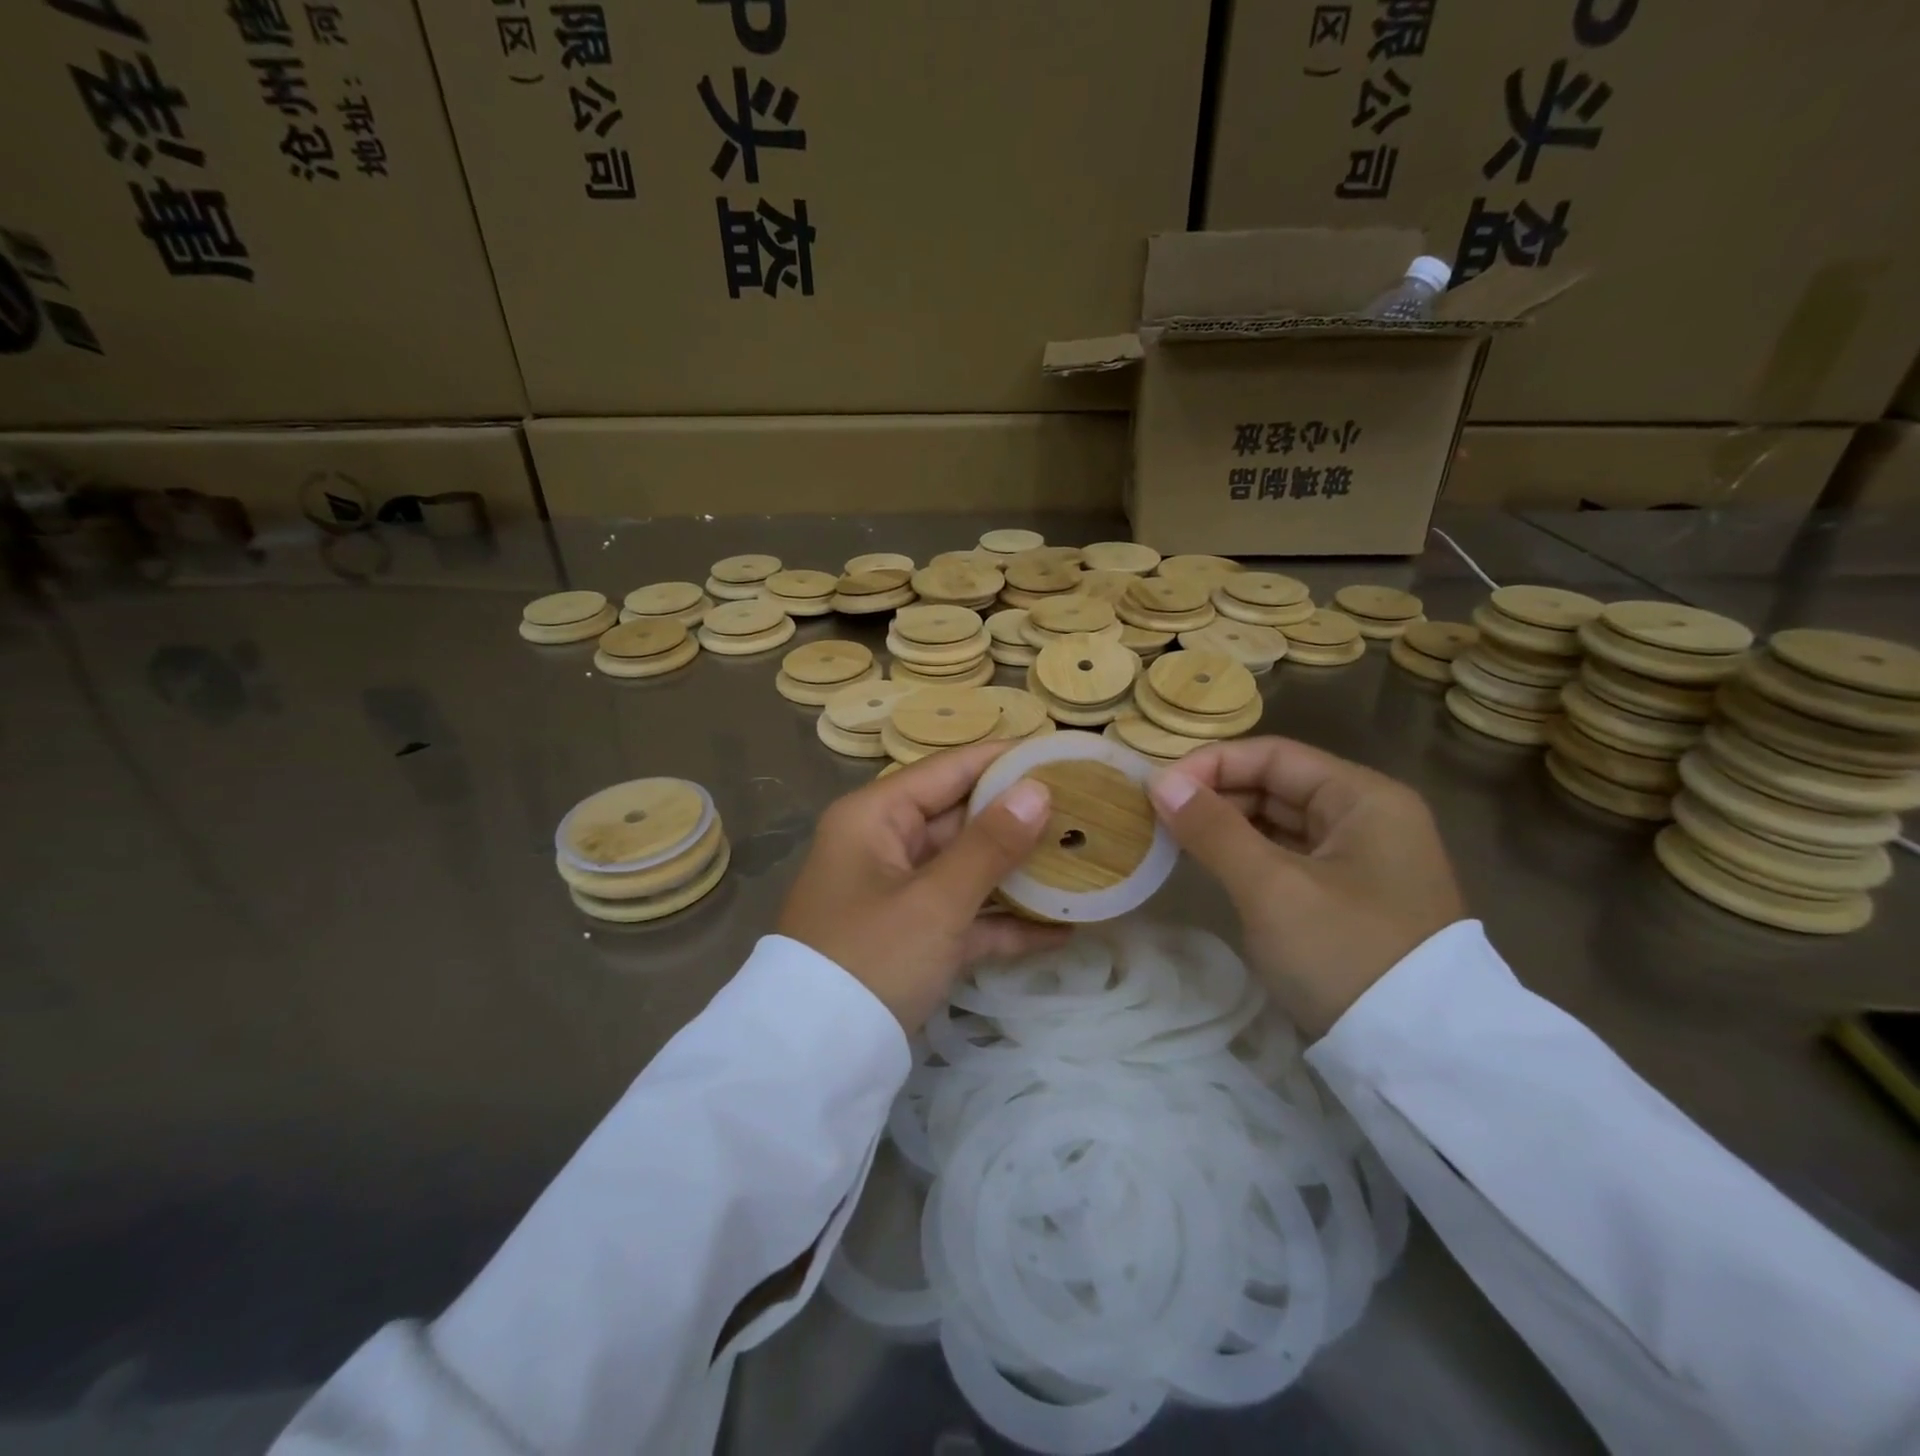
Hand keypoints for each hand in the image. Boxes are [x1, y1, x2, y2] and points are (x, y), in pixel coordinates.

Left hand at [777, 741, 1064, 1031]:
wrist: (814, 1061)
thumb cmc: (871, 958)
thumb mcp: (934, 901)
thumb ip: (990, 844)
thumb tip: (1038, 790)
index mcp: (876, 817)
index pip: (949, 770)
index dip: (1005, 759)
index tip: (1061, 753)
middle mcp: (885, 845)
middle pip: (962, 817)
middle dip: (1021, 817)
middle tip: (1086, 809)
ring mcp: (899, 894)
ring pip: (968, 868)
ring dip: (1020, 871)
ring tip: (1084, 859)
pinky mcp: (913, 938)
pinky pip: (966, 916)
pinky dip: (1005, 924)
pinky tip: (1063, 929)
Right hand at [1147, 736, 1465, 1037]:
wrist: (1420, 1058)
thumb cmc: (1345, 953)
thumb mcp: (1272, 888)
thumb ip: (1213, 829)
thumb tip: (1161, 783)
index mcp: (1364, 797)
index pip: (1274, 755)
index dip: (1212, 764)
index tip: (1158, 788)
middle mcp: (1368, 817)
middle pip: (1277, 784)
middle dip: (1215, 794)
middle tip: (1156, 814)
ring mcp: (1361, 859)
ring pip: (1279, 822)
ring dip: (1226, 825)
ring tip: (1172, 836)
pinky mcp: (1348, 896)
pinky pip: (1287, 856)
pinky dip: (1247, 854)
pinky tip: (1208, 862)